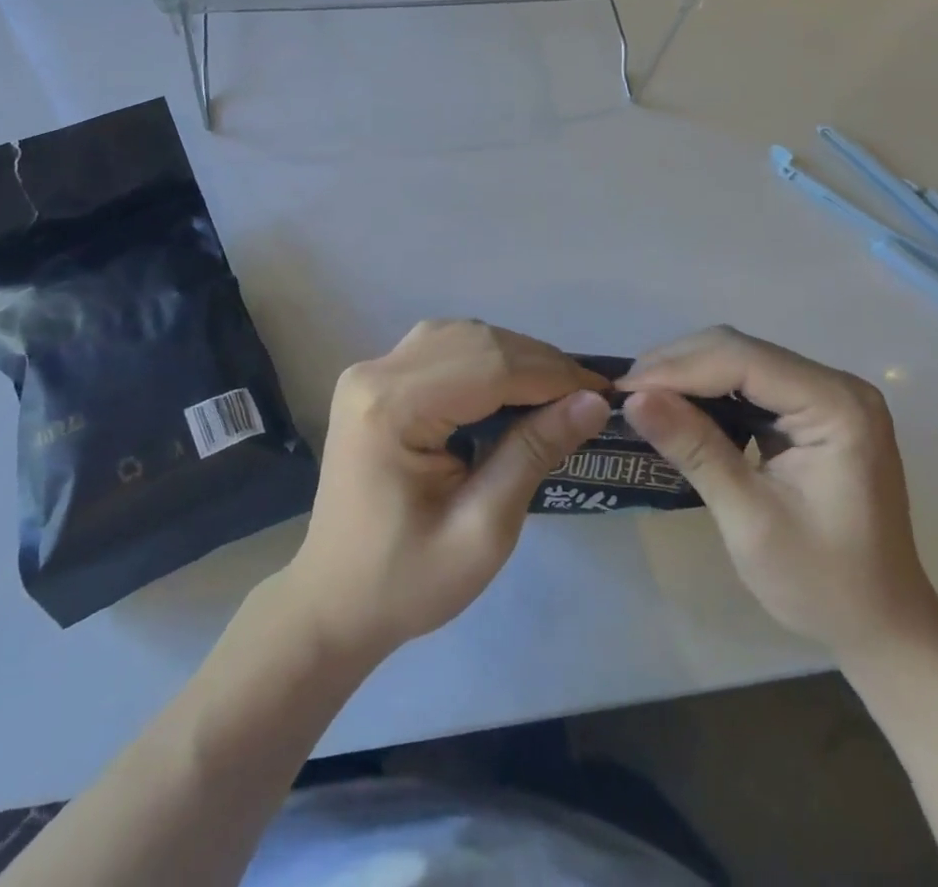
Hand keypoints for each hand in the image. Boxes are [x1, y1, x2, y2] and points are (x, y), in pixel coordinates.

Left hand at [282, 320, 609, 660]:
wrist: (333, 601)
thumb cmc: (406, 582)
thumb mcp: (483, 532)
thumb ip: (533, 454)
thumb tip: (592, 401)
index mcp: (390, 407)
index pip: (488, 365)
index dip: (552, 373)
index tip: (604, 392)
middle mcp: (374, 372)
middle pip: (473, 340)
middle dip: (536, 362)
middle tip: (585, 396)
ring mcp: (370, 372)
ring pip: (459, 336)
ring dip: (513, 357)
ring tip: (556, 393)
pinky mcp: (374, 381)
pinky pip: (441, 350)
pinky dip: (484, 360)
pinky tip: (511, 389)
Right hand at [621, 326, 937, 657]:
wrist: (884, 629)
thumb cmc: (824, 584)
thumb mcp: (750, 520)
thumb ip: (695, 450)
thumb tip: (633, 399)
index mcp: (837, 406)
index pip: (741, 360)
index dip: (676, 369)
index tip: (622, 391)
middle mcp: (835, 385)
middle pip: (738, 349)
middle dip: (676, 367)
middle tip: (625, 396)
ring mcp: (825, 395)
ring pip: (737, 359)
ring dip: (686, 375)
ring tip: (641, 399)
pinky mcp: (811, 410)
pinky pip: (747, 382)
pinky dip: (706, 391)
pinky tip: (677, 408)